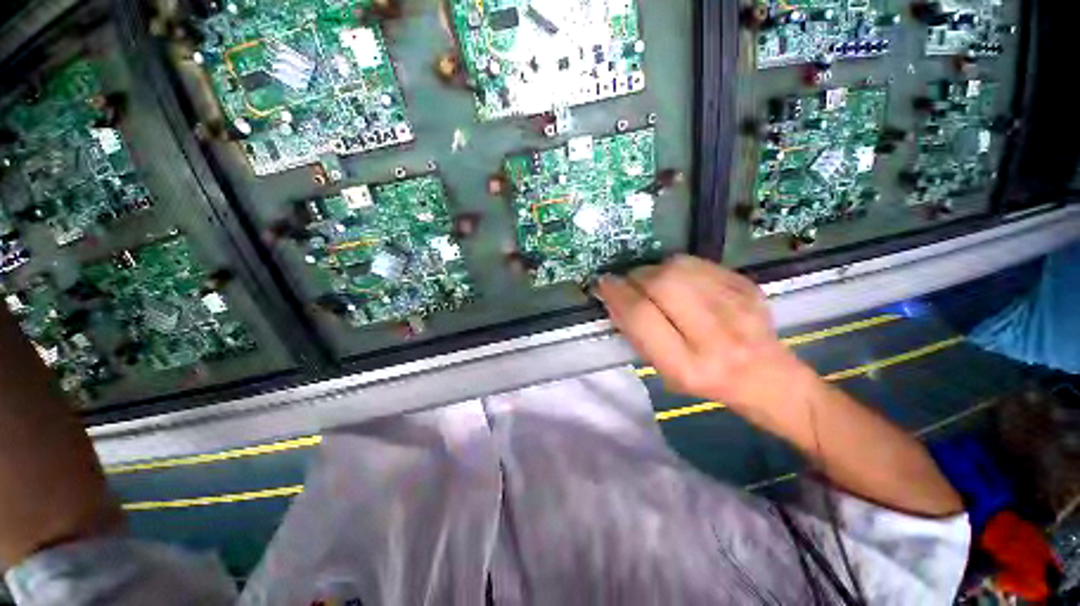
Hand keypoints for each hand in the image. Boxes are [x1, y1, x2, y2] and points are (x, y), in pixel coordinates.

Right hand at [596, 255, 814, 409]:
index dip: (617, 294)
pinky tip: (677, 280)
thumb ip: (636, 333)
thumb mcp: (664, 370)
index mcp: (687, 366)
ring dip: (653, 269)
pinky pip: (697, 263)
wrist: (767, 377)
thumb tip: (613, 298)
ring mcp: (737, 306)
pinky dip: (676, 267)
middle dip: (635, 277)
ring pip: (679, 268)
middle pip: (662, 284)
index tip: (603, 284)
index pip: (641, 316)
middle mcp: (715, 335)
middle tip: (628, 281)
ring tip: (650, 281)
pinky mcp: (747, 286)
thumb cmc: (706, 381)